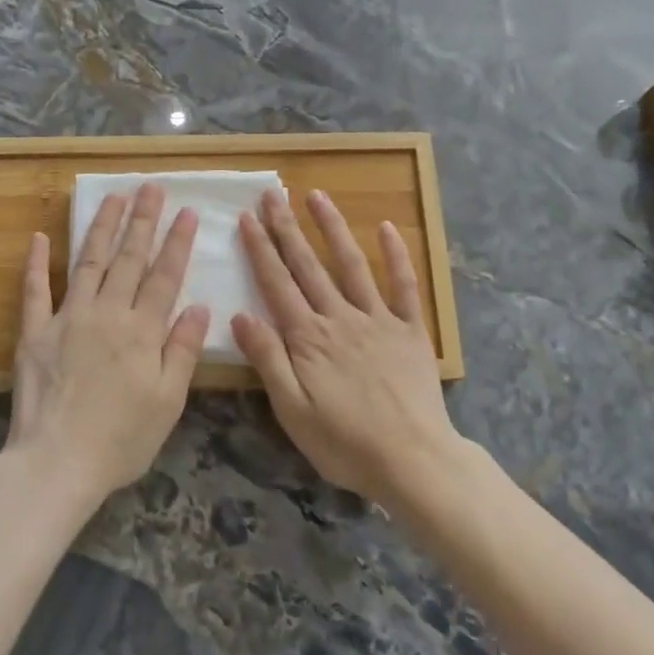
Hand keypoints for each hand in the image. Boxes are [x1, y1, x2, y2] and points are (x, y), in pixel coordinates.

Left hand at [7, 183, 210, 510]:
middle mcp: (107, 314)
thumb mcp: (168, 402)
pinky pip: (35, 290)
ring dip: (102, 228)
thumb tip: (200, 306)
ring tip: (113, 197)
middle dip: (143, 221)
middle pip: (129, 259)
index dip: (177, 242)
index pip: (165, 276)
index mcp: (143, 331)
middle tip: (150, 188)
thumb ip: (183, 350)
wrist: (57, 463)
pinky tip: (38, 237)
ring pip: (89, 262)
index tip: (187, 211)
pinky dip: (36, 263)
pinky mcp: (34, 332)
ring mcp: (67, 318)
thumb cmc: (121, 440)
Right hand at [232, 188, 461, 504]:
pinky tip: (387, 227)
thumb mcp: (292, 411)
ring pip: (351, 265)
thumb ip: (268, 360)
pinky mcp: (410, 330)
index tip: (248, 217)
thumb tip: (240, 315)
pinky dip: (397, 255)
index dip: (260, 250)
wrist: (413, 460)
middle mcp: (340, 318)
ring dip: (333, 228)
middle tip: (272, 195)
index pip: (277, 284)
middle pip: (308, 266)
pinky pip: (404, 285)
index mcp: (308, 338)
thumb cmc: (345, 443)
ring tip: (317, 196)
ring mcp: (378, 320)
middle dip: (287, 228)